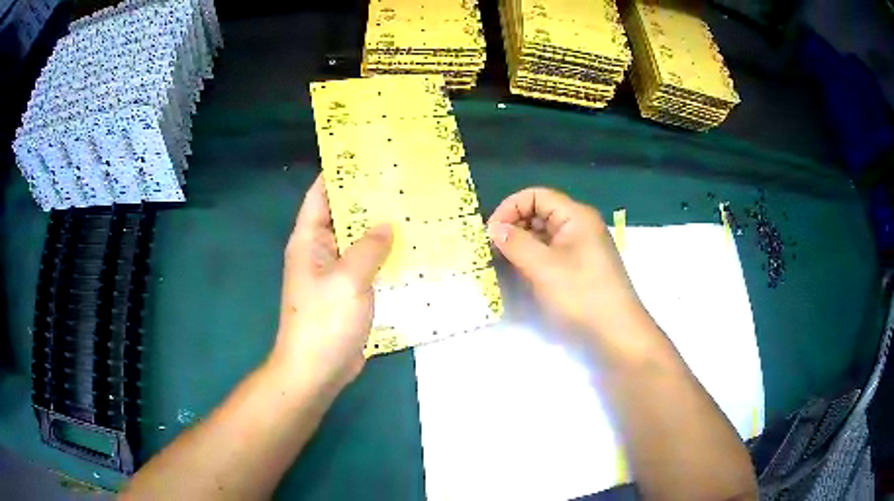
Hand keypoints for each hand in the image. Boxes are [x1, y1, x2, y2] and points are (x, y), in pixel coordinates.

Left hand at [270, 176, 392, 395]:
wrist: (317, 369)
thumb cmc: (325, 321)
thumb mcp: (348, 279)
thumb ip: (369, 247)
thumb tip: (386, 225)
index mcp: (309, 240)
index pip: (321, 194)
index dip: (339, 172)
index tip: (367, 155)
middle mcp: (319, 251)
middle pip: (343, 215)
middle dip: (368, 199)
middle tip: (401, 181)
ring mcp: (334, 273)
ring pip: (358, 241)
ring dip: (379, 229)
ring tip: (411, 209)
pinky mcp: (348, 292)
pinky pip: (367, 265)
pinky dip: (384, 257)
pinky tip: (410, 249)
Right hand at [487, 188, 649, 347]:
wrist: (616, 332)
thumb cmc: (581, 294)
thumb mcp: (544, 267)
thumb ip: (516, 243)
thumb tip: (494, 228)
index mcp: (576, 216)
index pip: (537, 196)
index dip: (510, 207)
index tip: (491, 231)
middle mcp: (580, 225)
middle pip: (540, 212)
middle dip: (514, 225)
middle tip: (492, 248)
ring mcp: (581, 246)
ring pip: (544, 234)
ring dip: (522, 243)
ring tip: (502, 260)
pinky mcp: (579, 266)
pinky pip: (551, 252)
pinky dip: (533, 257)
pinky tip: (520, 272)